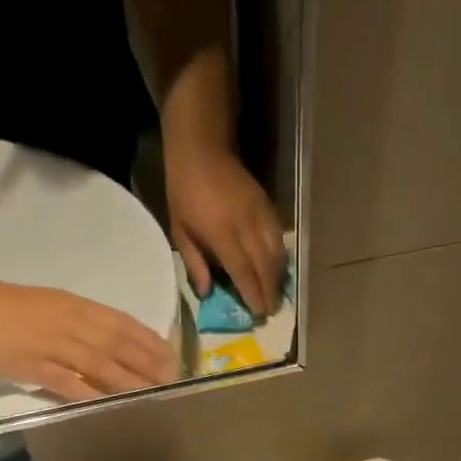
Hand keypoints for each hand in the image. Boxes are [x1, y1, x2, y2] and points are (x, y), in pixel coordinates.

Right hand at [0, 279, 177, 401]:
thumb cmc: (22, 309)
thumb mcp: (63, 307)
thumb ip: (92, 327)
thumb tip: (125, 348)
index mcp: (80, 309)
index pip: (123, 325)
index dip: (150, 342)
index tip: (173, 357)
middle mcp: (72, 325)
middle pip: (117, 346)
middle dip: (147, 364)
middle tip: (171, 381)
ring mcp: (53, 345)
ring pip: (97, 363)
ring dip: (127, 380)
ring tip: (150, 394)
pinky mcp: (34, 364)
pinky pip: (64, 380)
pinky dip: (86, 391)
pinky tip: (106, 404)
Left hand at [166, 144, 285, 318]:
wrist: (201, 148)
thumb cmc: (184, 190)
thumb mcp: (179, 228)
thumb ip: (194, 262)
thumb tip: (207, 292)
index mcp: (221, 232)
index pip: (243, 270)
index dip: (252, 293)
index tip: (258, 312)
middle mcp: (245, 225)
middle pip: (264, 265)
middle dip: (270, 291)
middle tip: (271, 310)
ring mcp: (259, 213)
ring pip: (277, 252)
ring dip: (278, 276)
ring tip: (276, 293)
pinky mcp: (267, 205)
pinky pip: (279, 236)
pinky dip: (281, 256)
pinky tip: (278, 268)